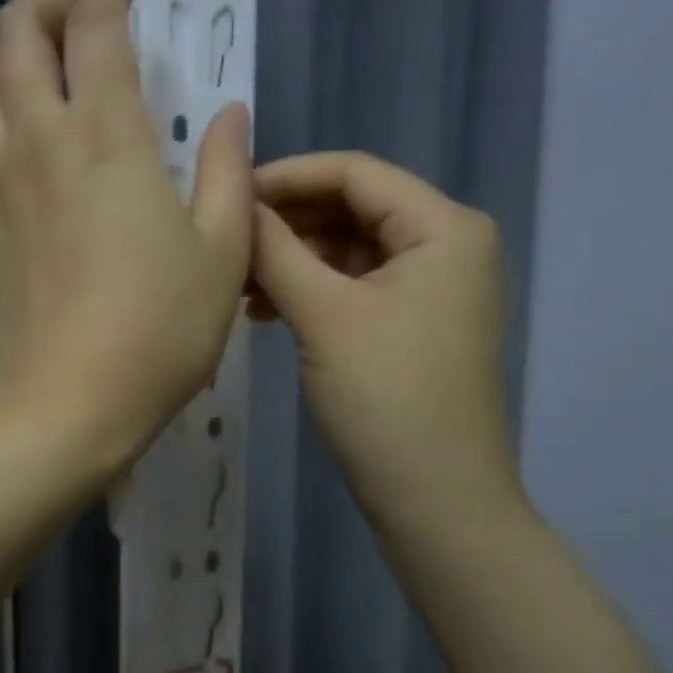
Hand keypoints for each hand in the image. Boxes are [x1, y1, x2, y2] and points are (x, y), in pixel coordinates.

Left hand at [0, 0, 251, 477]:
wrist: (72, 401)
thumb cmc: (160, 327)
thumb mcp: (222, 248)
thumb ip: (226, 169)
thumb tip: (228, 113)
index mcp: (105, 136)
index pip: (92, 25)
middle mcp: (41, 141)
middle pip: (15, 33)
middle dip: (49, 0)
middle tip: (91, 11)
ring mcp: (4, 179)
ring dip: (19, 51)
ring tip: (62, 64)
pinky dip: (7, 105)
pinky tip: (40, 132)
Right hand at [249, 151, 524, 531]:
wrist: (436, 500)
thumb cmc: (386, 397)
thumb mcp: (324, 314)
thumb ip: (276, 249)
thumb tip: (236, 204)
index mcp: (444, 227)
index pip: (355, 172)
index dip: (286, 176)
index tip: (227, 193)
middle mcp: (446, 245)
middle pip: (352, 209)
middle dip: (286, 223)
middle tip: (225, 240)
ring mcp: (431, 289)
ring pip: (348, 251)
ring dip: (292, 260)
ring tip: (234, 282)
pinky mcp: (411, 325)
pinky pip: (353, 288)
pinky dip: (310, 292)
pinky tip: (262, 311)